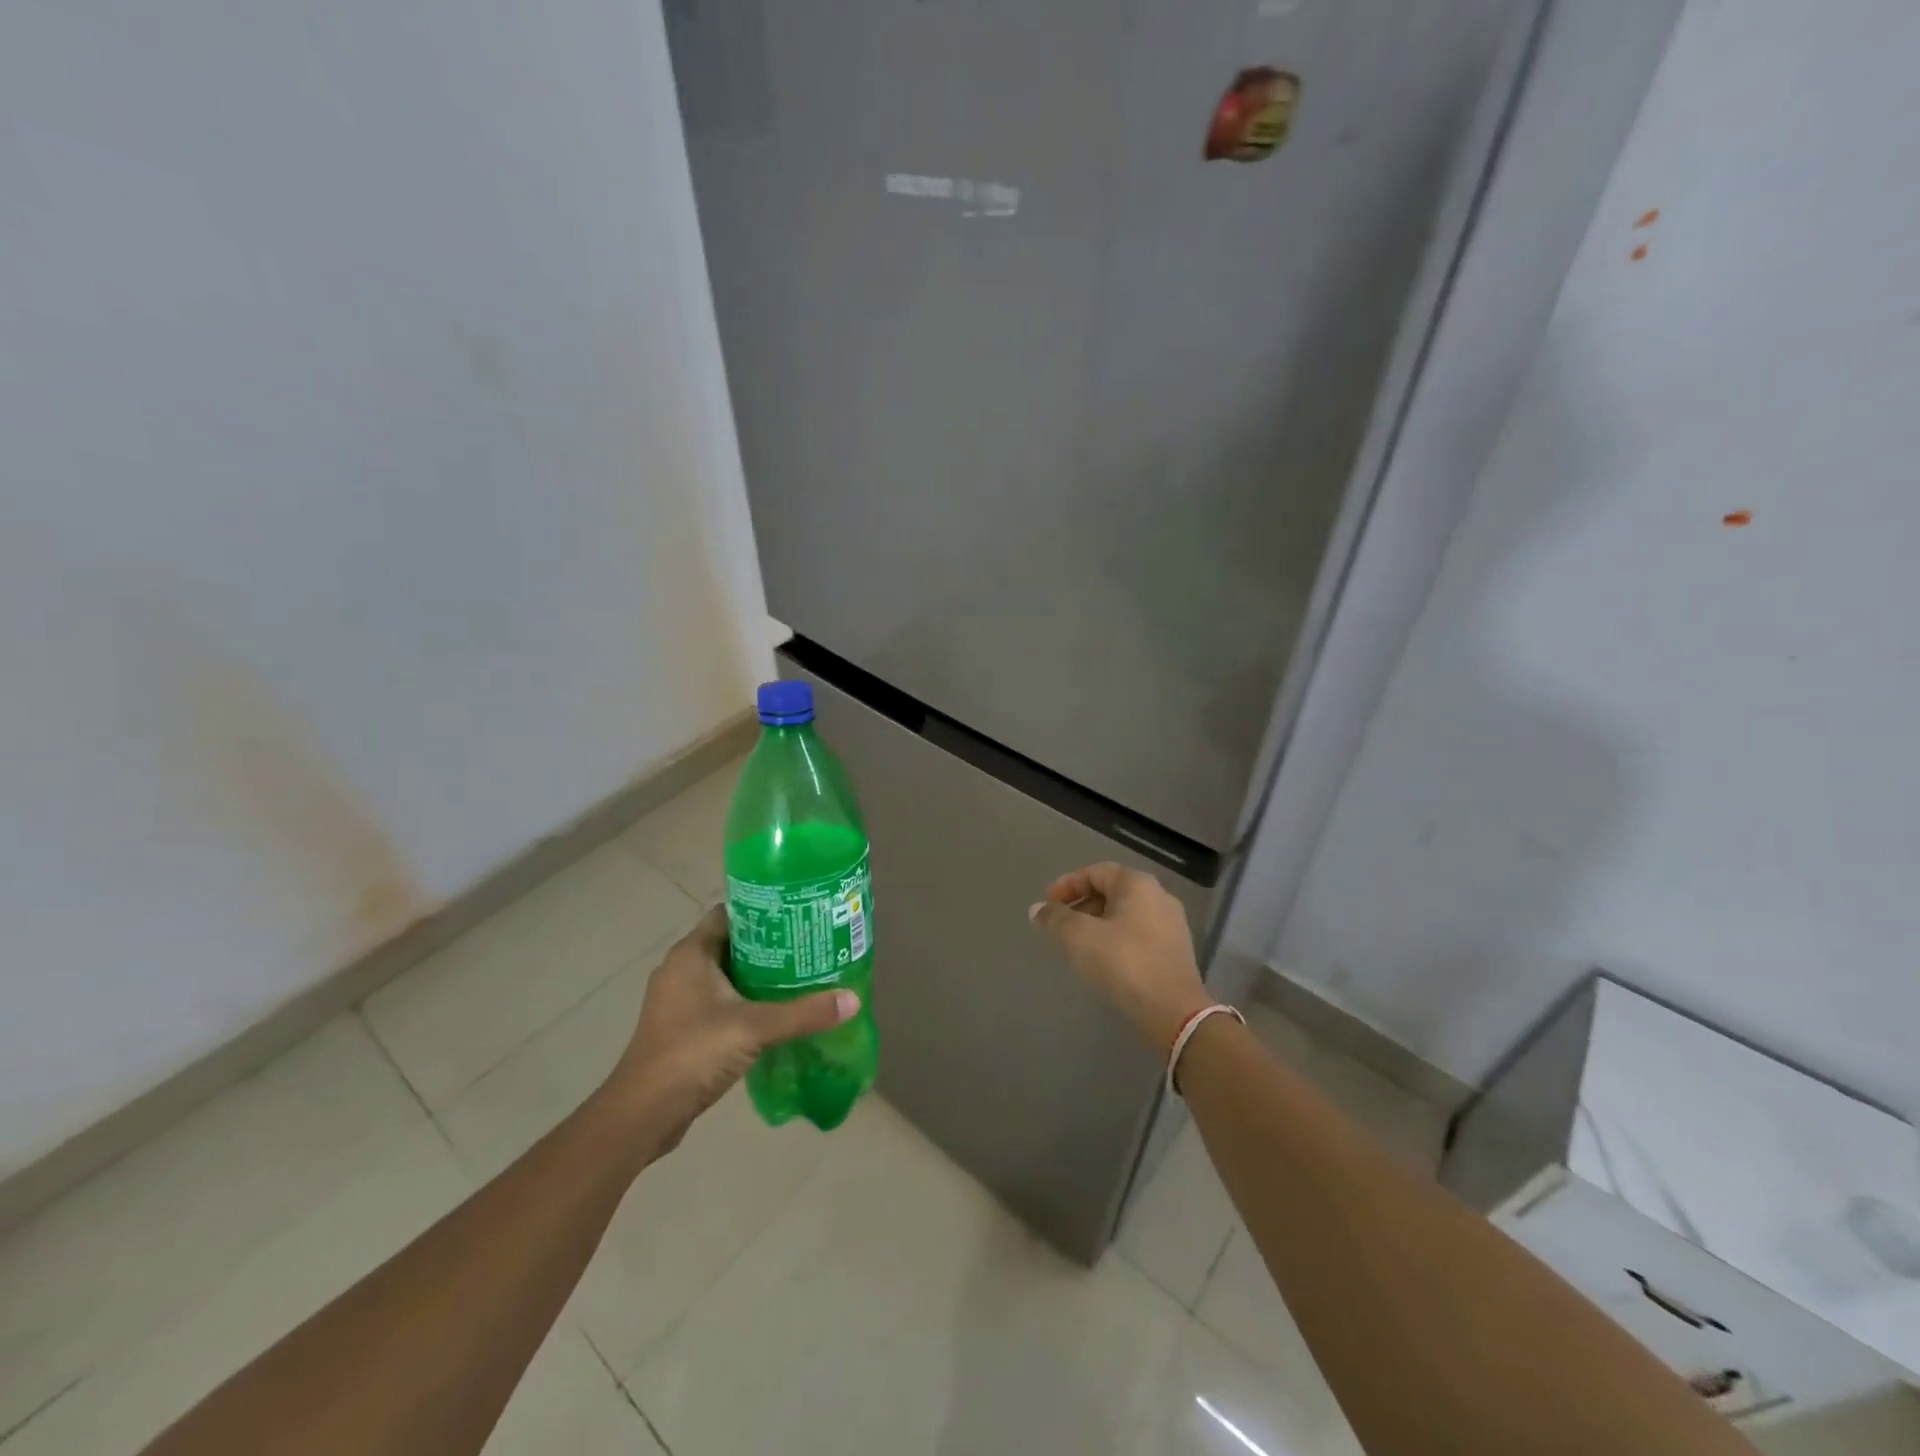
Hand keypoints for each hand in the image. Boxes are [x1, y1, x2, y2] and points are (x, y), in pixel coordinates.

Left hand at [604, 906, 856, 1154]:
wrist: (643, 1115)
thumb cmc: (693, 1052)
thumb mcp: (754, 1028)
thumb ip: (804, 1013)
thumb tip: (853, 999)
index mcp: (691, 953)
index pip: (729, 914)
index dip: (762, 910)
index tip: (798, 913)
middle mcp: (681, 969)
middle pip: (731, 943)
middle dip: (769, 944)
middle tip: (808, 945)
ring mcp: (677, 1001)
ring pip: (725, 975)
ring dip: (757, 976)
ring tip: (800, 976)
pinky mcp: (681, 1028)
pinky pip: (718, 1001)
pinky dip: (744, 1001)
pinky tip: (775, 1012)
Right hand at [1029, 863, 1211, 1050]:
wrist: (1173, 1011)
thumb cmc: (1124, 962)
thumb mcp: (1079, 937)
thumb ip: (1056, 919)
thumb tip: (1037, 909)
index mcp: (1138, 885)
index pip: (1096, 872)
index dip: (1068, 884)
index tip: (1047, 903)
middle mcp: (1159, 897)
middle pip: (1112, 892)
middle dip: (1082, 905)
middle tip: (1060, 924)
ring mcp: (1172, 925)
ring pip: (1125, 915)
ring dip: (1097, 924)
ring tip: (1076, 945)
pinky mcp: (1175, 952)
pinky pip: (1138, 935)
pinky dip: (1115, 939)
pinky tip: (1102, 960)